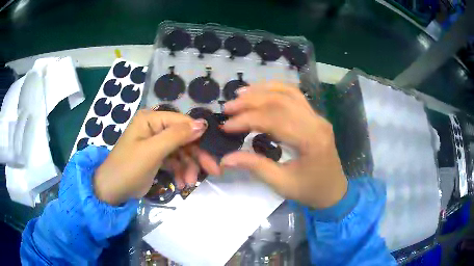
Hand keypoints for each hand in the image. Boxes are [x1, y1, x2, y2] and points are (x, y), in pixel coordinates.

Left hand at [93, 110, 219, 204]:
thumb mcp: (152, 151)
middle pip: (183, 138)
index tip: (213, 154)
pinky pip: (174, 161)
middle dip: (196, 156)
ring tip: (189, 184)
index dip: (198, 136)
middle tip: (212, 171)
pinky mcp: (156, 157)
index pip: (182, 122)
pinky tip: (182, 184)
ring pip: (181, 152)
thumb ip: (177, 136)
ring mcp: (156, 143)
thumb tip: (203, 123)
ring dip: (188, 167)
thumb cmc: (128, 168)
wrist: (111, 191)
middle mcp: (155, 128)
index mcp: (151, 119)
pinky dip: (180, 172)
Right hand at [221, 82, 346, 208]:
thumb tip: (225, 158)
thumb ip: (255, 166)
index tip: (226, 126)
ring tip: (241, 95)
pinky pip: (295, 96)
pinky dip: (276, 90)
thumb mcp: (282, 183)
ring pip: (288, 93)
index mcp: (311, 140)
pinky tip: (261, 92)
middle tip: (228, 107)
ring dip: (263, 91)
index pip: (275, 120)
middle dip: (251, 101)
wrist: (333, 190)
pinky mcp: (315, 117)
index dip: (247, 120)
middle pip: (281, 101)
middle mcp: (316, 122)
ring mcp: (318, 117)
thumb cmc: (309, 190)